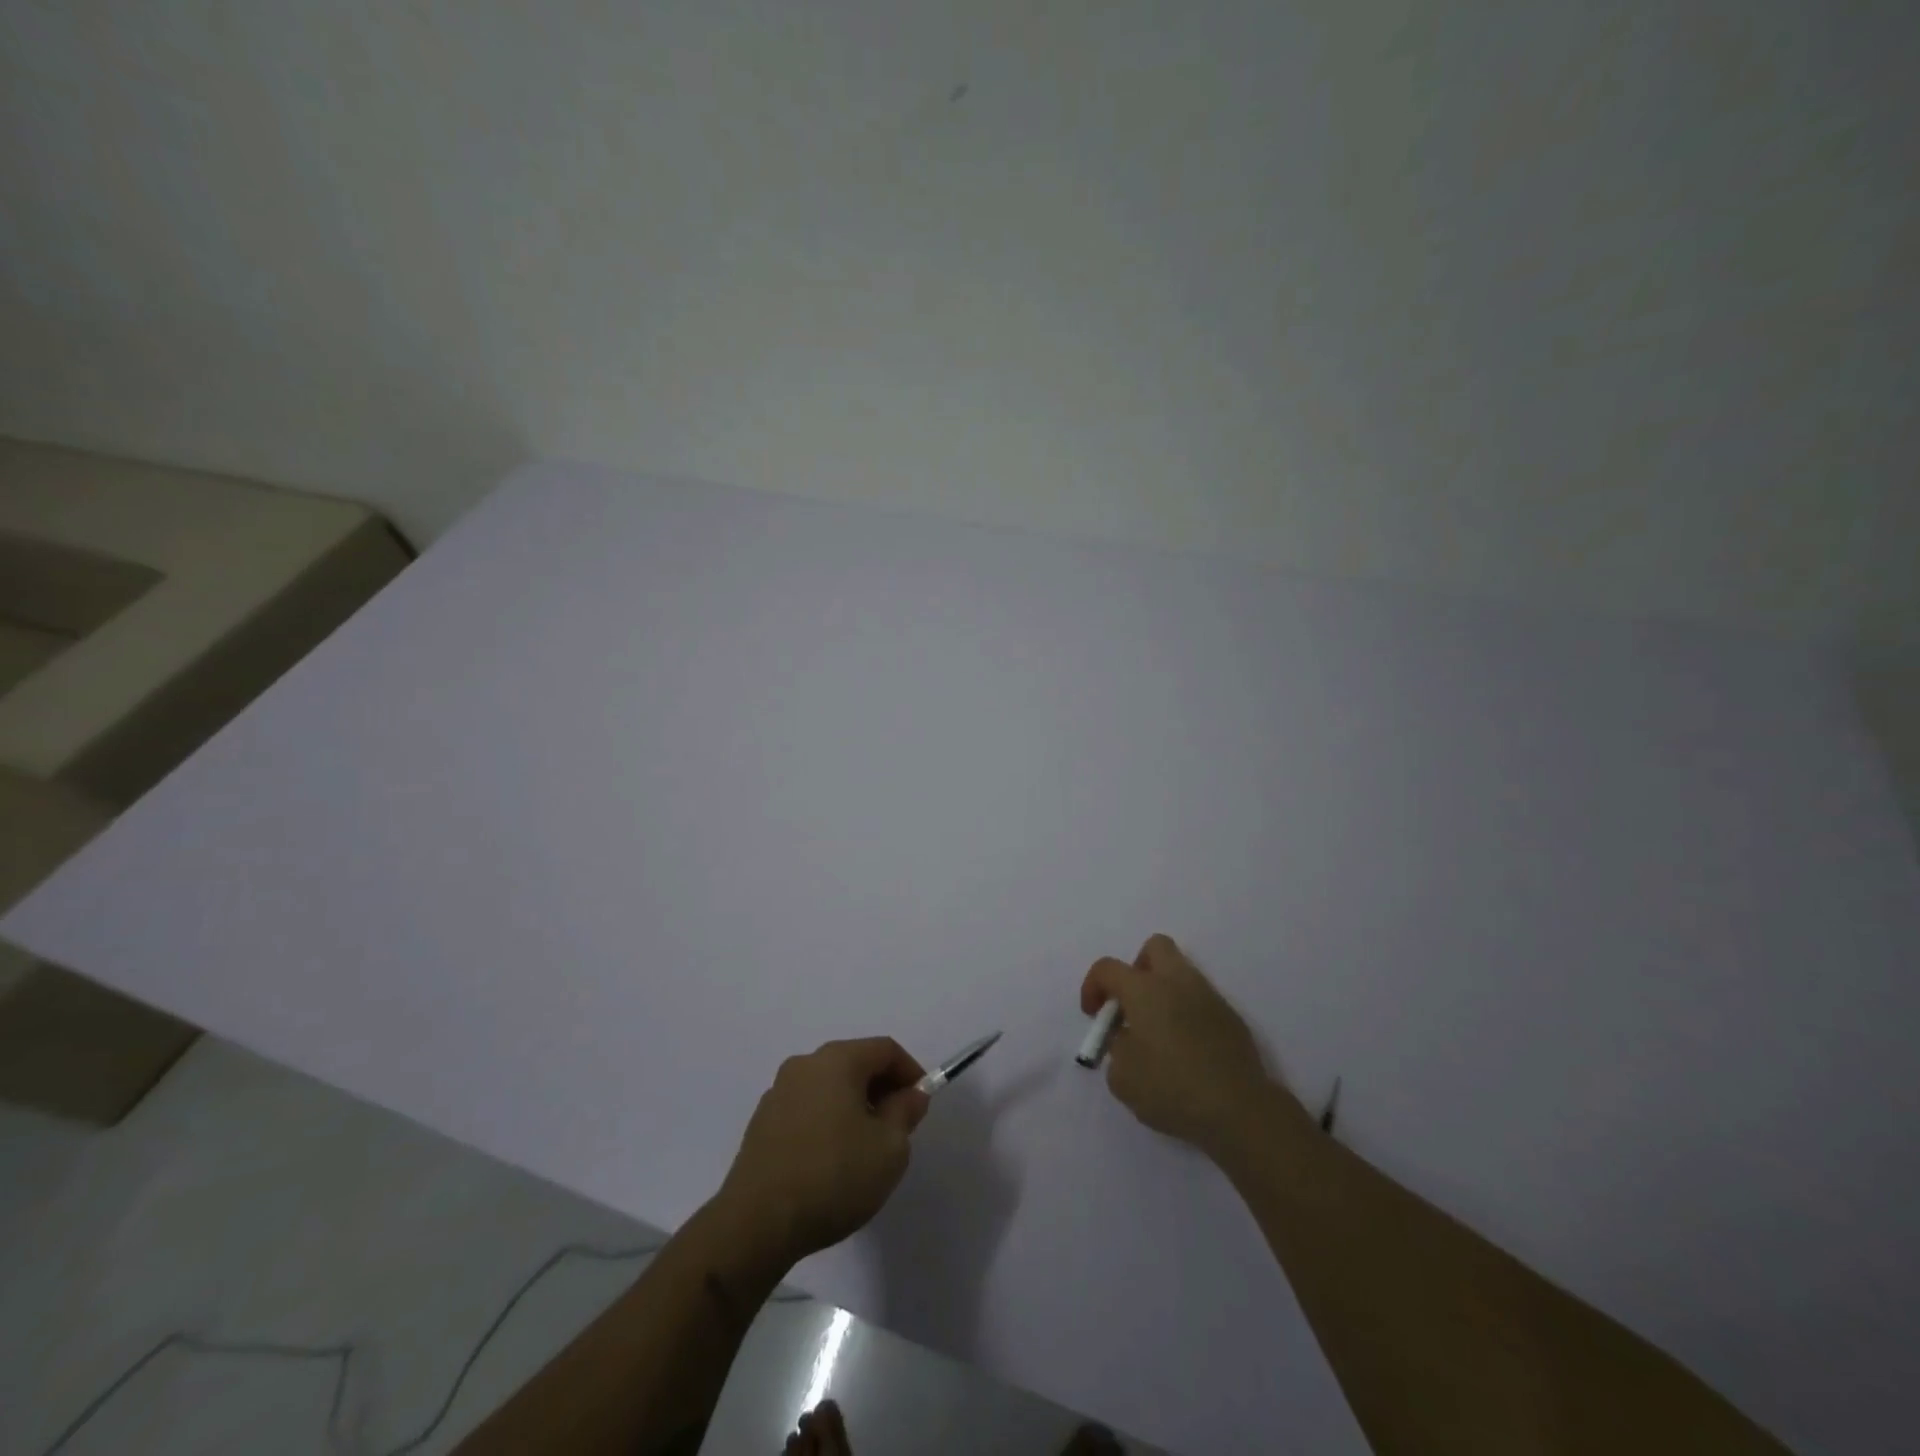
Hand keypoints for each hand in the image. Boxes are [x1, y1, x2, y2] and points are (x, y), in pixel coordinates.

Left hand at [720, 1038, 930, 1264]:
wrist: (756, 1223)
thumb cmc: (833, 1176)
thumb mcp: (889, 1148)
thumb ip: (905, 1112)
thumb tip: (910, 1094)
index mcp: (837, 1060)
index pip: (885, 1049)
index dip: (910, 1072)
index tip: (921, 1104)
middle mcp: (805, 1065)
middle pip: (855, 1063)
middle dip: (882, 1088)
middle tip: (898, 1126)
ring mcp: (778, 1092)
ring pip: (829, 1086)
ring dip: (854, 1105)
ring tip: (865, 1146)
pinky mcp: (761, 1123)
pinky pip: (807, 1108)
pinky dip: (827, 1120)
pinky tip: (831, 1160)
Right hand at [1082, 934, 1299, 1156]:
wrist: (1239, 1110)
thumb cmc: (1171, 1089)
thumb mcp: (1123, 1077)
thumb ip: (1117, 1049)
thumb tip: (1128, 1039)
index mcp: (1144, 990)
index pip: (1107, 968)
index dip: (1092, 986)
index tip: (1094, 1016)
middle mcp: (1177, 982)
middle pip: (1155, 947)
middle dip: (1137, 968)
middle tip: (1132, 1005)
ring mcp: (1209, 997)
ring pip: (1181, 973)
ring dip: (1164, 992)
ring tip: (1159, 1033)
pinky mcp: (1231, 1018)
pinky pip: (1201, 1001)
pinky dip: (1187, 1014)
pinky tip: (1187, 1050)